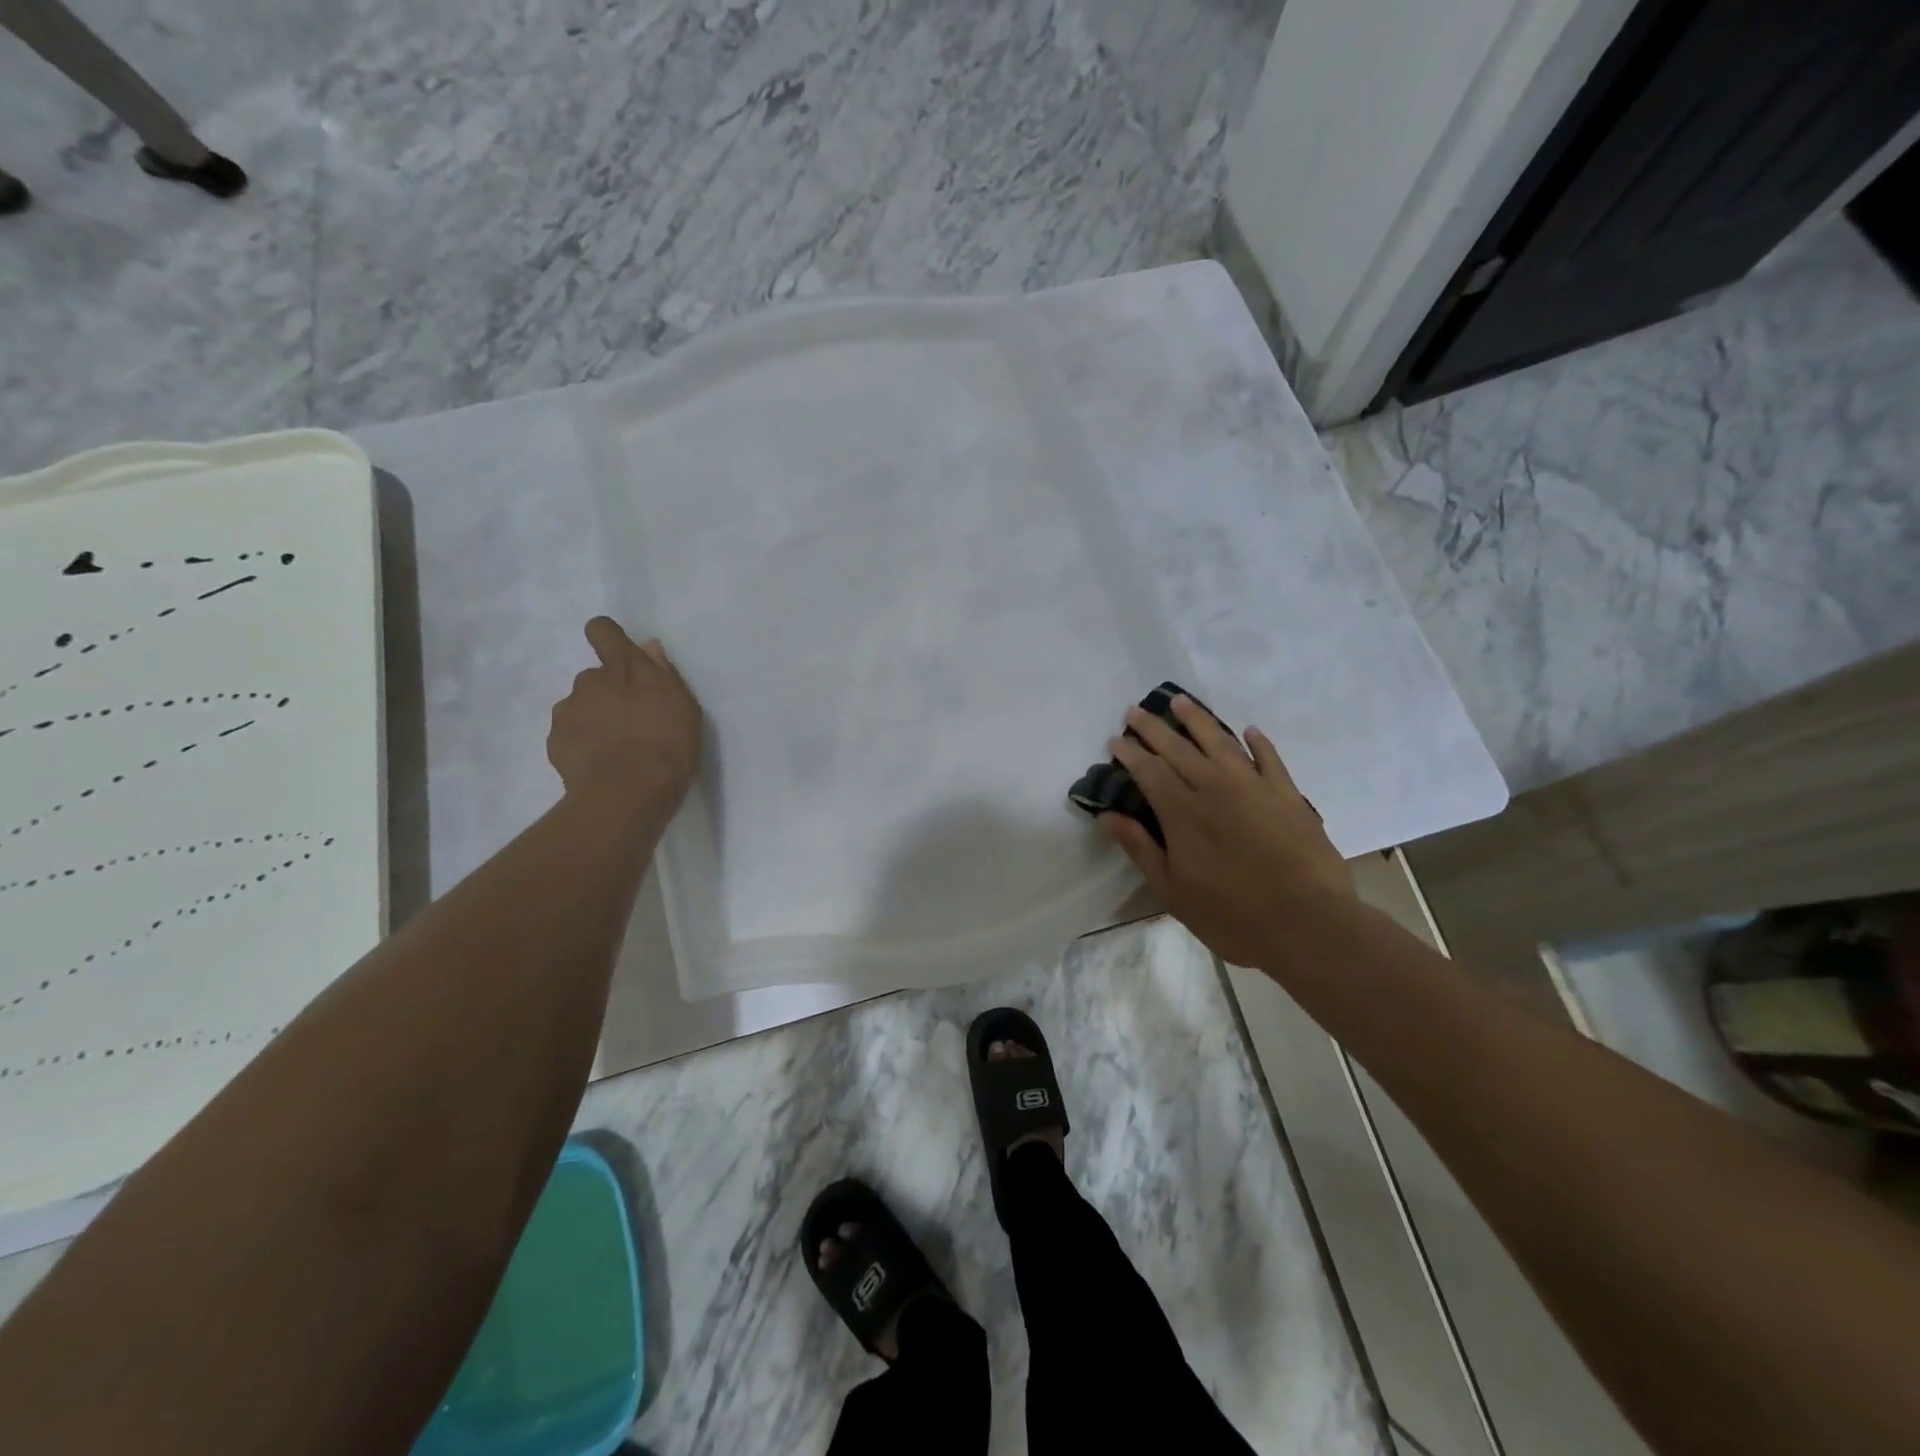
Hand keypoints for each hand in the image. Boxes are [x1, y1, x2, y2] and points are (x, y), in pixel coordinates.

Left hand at [547, 617, 702, 811]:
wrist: (627, 793)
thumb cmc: (667, 746)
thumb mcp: (684, 707)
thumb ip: (664, 674)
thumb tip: (649, 648)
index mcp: (625, 668)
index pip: (603, 631)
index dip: (607, 638)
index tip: (617, 654)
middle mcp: (590, 682)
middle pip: (595, 676)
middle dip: (609, 692)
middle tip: (631, 722)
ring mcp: (568, 711)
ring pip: (580, 706)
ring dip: (594, 718)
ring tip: (615, 748)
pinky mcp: (555, 741)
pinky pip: (568, 734)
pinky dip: (581, 743)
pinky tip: (599, 763)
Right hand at [1100, 697, 1352, 968]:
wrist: (1307, 922)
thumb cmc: (1232, 915)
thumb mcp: (1172, 891)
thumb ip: (1140, 848)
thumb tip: (1107, 816)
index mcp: (1182, 812)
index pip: (1149, 771)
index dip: (1130, 753)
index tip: (1115, 740)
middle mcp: (1214, 788)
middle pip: (1178, 748)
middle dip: (1154, 728)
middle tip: (1135, 710)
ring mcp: (1254, 787)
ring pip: (1220, 742)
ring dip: (1198, 720)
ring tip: (1181, 701)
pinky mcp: (1287, 795)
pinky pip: (1270, 759)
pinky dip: (1258, 743)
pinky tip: (1250, 731)